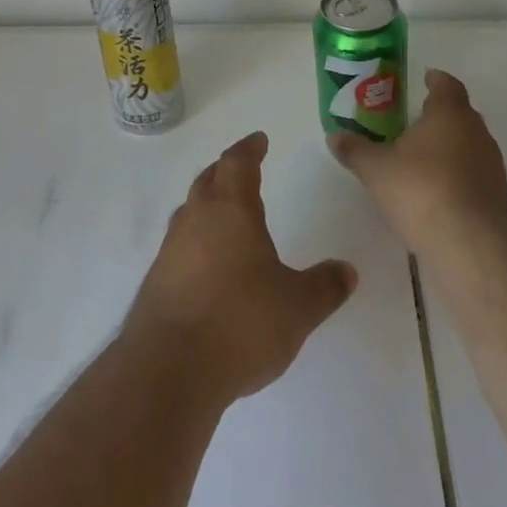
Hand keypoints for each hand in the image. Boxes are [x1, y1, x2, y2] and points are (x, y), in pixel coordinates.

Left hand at [124, 132, 357, 404]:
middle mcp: (197, 218)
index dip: (250, 149)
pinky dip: (196, 240)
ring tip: (225, 215)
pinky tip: (207, 264)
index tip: (259, 140)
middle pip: (209, 179)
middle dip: (226, 170)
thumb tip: (348, 270)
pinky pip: (180, 244)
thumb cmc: (240, 322)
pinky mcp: (158, 279)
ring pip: (191, 210)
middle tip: (241, 170)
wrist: (169, 367)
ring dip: (207, 204)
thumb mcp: (297, 308)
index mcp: (231, 209)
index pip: (238, 163)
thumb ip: (324, 287)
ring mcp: (172, 248)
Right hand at [330, 69, 506, 254]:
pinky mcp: (498, 197)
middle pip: (460, 114)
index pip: (447, 85)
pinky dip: (458, 175)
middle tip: (413, 120)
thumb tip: (335, 136)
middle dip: (439, 115)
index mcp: (450, 114)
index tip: (424, 79)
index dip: (435, 80)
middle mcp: (476, 132)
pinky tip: (437, 191)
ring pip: (470, 145)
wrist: (472, 246)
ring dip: (450, 147)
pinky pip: (475, 174)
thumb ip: (355, 150)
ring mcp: (492, 166)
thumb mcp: (375, 169)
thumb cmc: (421, 190)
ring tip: (422, 157)